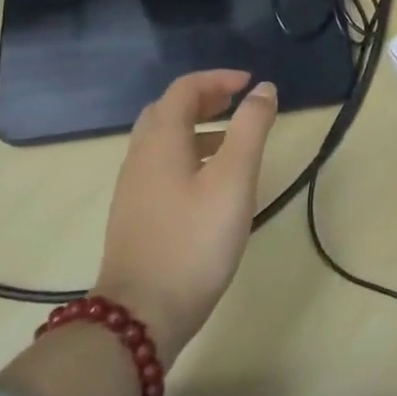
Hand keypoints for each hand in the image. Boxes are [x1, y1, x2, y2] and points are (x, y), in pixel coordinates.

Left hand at [96, 70, 277, 363]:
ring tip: (230, 140)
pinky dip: (186, 154)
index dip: (218, 78)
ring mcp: (132, 187)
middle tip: (236, 103)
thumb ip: (250, 128)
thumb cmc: (193, 241)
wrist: (139, 317)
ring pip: (162, 139)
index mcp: (161, 140)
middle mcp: (140, 155)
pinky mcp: (134, 214)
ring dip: (195, 127)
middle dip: (203, 98)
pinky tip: (208, 183)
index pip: (185, 89)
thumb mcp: (233, 180)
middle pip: (168, 110)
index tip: (250, 84)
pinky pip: (159, 165)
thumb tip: (263, 89)